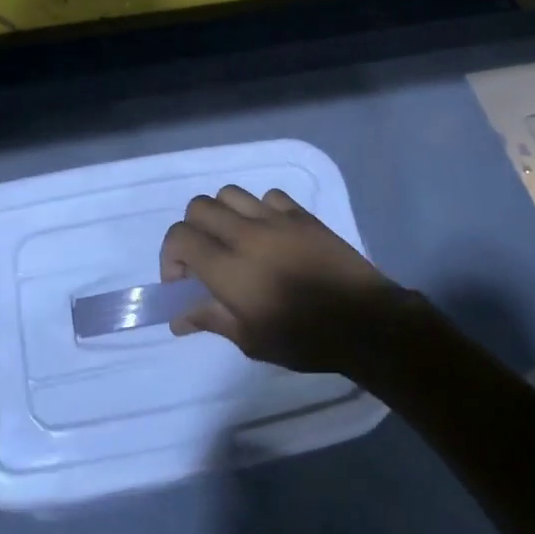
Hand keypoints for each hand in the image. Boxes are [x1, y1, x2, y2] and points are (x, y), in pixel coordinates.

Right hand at [160, 186, 423, 375]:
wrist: (364, 322)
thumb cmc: (304, 339)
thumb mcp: (251, 340)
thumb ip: (211, 319)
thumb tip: (179, 318)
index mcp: (228, 268)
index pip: (180, 237)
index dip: (171, 256)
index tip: (183, 282)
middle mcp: (246, 234)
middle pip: (199, 207)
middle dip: (192, 230)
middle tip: (204, 259)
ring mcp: (276, 220)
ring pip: (231, 193)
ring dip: (222, 214)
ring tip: (234, 241)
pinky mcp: (302, 215)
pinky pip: (269, 196)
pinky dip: (259, 209)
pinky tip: (269, 233)